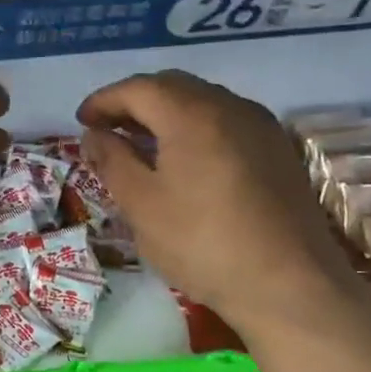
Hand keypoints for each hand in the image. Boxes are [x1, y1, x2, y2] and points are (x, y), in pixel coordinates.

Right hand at [77, 71, 355, 323]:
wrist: (289, 284)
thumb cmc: (202, 243)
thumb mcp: (142, 205)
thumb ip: (112, 162)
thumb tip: (94, 135)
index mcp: (192, 114)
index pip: (139, 88)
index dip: (104, 100)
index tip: (81, 121)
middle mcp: (231, 107)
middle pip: (173, 87)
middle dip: (134, 102)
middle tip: (107, 128)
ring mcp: (261, 127)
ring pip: (203, 102)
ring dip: (166, 114)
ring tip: (141, 144)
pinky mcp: (278, 152)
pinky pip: (226, 122)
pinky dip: (194, 128)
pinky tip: (184, 160)